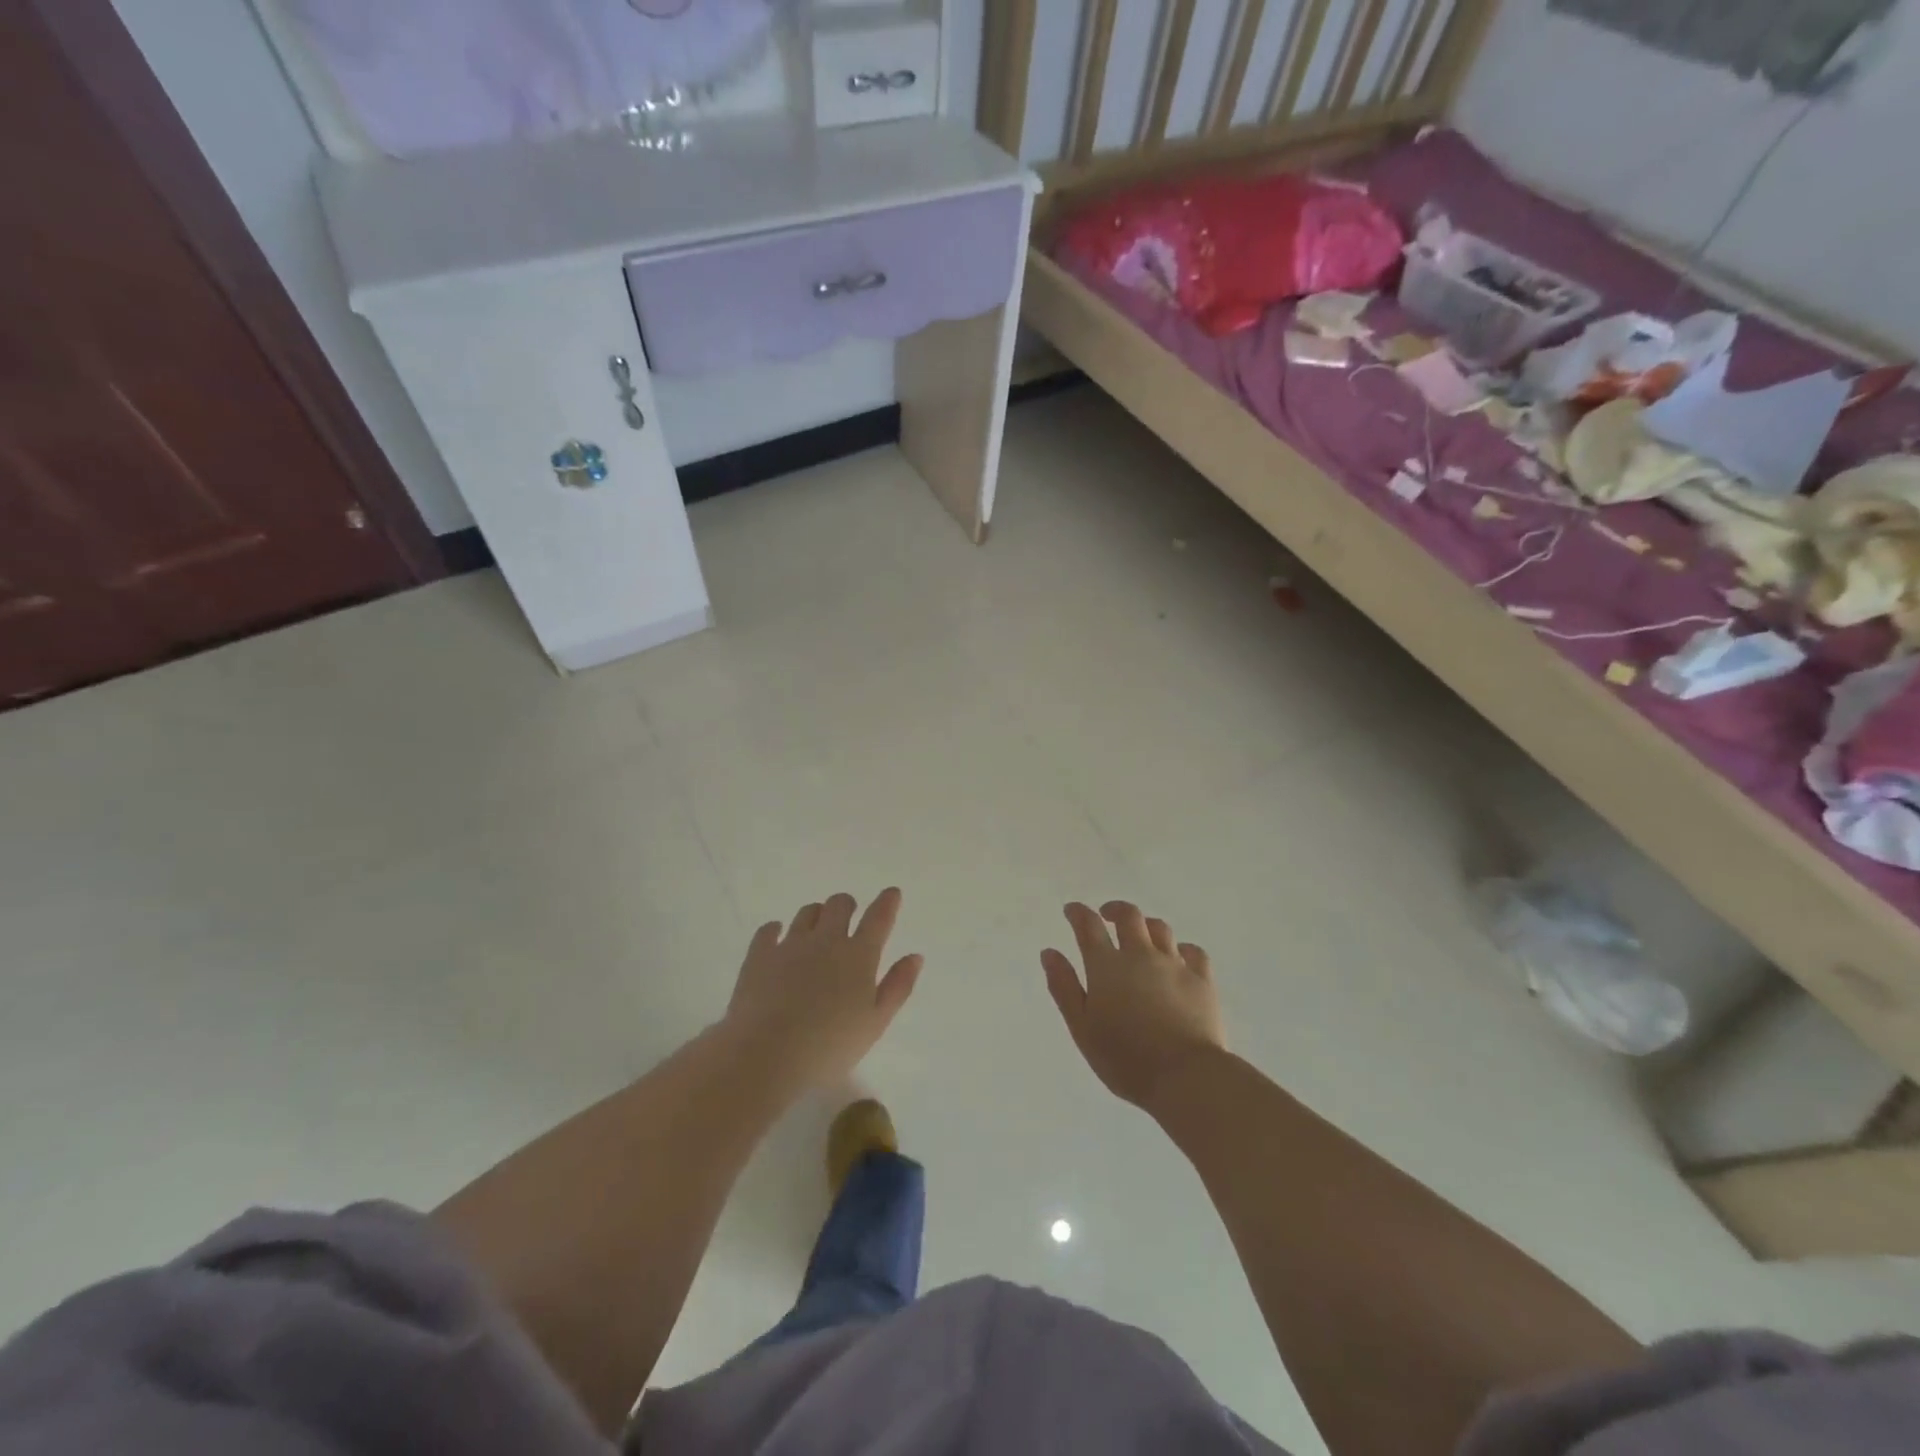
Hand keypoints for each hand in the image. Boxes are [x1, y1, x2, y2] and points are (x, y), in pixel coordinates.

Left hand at [723, 889, 922, 1090]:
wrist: (766, 1054)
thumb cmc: (829, 1046)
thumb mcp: (875, 1022)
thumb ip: (898, 986)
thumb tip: (915, 957)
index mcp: (859, 955)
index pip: (878, 918)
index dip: (887, 902)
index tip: (891, 893)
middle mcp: (826, 940)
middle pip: (839, 904)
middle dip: (847, 905)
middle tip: (848, 917)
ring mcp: (790, 944)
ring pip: (807, 913)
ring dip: (816, 915)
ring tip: (816, 929)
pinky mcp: (759, 955)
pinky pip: (768, 930)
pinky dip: (775, 929)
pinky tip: (776, 935)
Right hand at [1043, 901, 1225, 1112]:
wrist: (1185, 1077)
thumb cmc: (1125, 1059)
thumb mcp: (1082, 1028)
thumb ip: (1064, 987)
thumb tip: (1050, 952)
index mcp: (1107, 966)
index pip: (1088, 926)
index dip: (1078, 913)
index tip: (1071, 910)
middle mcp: (1140, 955)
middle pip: (1129, 916)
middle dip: (1114, 910)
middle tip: (1106, 916)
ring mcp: (1175, 965)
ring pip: (1160, 929)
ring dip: (1146, 926)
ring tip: (1141, 936)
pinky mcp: (1203, 980)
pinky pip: (1193, 952)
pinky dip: (1182, 949)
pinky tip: (1179, 958)